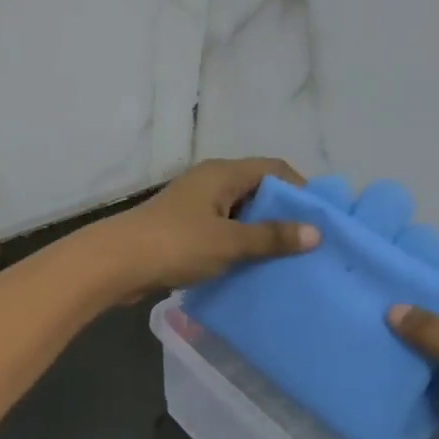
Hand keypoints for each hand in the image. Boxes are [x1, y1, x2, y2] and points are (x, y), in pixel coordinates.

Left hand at [91, 157, 319, 297]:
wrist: (116, 264)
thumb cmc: (176, 244)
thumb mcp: (230, 241)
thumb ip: (271, 237)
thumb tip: (315, 232)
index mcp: (222, 173)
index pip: (273, 169)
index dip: (300, 189)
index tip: (321, 219)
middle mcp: (208, 182)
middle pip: (256, 191)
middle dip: (282, 215)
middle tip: (308, 243)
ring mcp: (193, 207)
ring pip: (237, 214)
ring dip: (258, 234)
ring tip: (286, 260)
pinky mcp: (181, 230)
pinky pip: (220, 232)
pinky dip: (236, 245)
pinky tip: (250, 268)